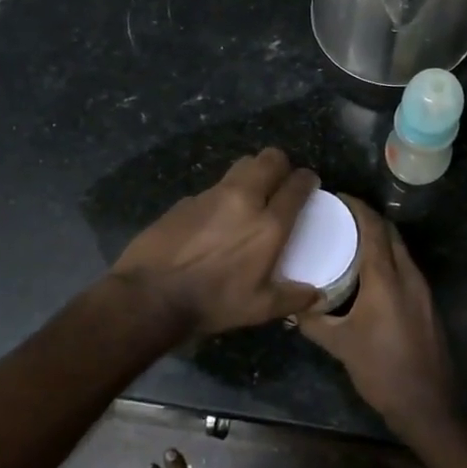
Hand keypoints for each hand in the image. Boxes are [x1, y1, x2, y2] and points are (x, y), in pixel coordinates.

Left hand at [112, 147, 322, 335]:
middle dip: (280, 165)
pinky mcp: (186, 200)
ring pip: (240, 166)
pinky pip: (213, 188)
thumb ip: (291, 298)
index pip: (296, 185)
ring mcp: (211, 195)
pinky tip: (214, 220)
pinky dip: (222, 197)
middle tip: (280, 182)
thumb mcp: (258, 308)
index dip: (307, 180)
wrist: (150, 295)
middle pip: (269, 159)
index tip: (309, 184)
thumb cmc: (212, 303)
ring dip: (251, 175)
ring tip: (249, 197)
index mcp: (268, 224)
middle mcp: (243, 199)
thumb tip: (316, 296)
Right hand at [299, 197, 455, 438]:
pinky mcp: (427, 304)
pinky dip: (388, 258)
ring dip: (379, 238)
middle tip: (340, 217)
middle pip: (390, 233)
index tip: (337, 198)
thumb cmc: (381, 370)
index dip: (357, 208)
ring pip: (401, 250)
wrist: (427, 404)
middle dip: (368, 218)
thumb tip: (290, 306)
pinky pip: (406, 267)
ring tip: (350, 240)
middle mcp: (408, 276)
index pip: (374, 228)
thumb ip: (313, 321)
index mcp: (386, 278)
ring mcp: (422, 290)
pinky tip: (369, 272)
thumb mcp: (339, 345)